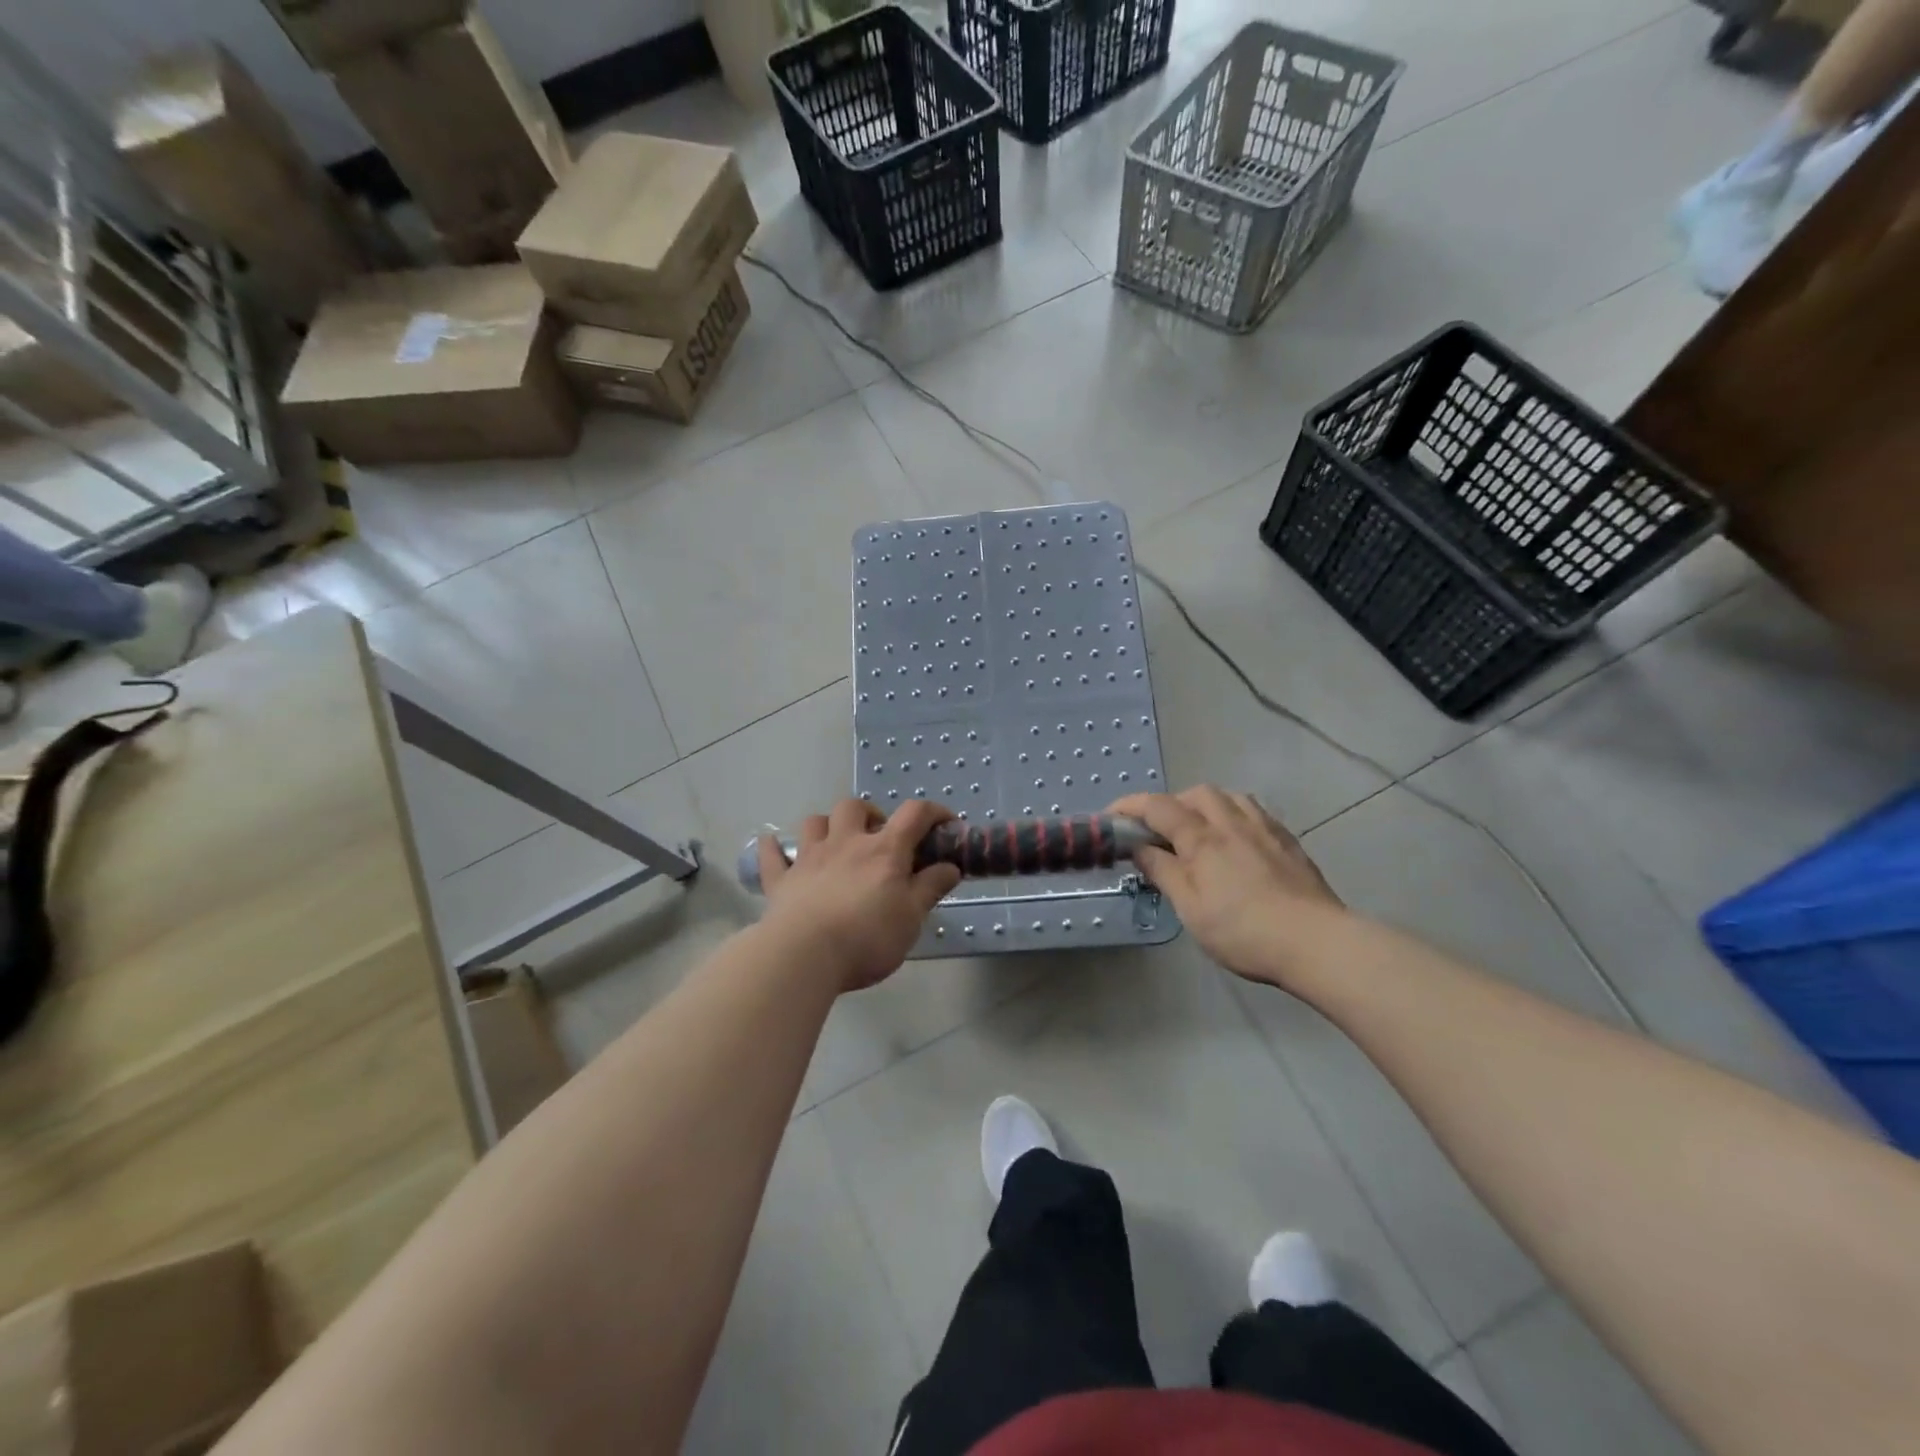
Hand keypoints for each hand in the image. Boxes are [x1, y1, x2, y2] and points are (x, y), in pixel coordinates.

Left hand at [756, 798, 962, 992]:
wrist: (804, 956)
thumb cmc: (867, 937)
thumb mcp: (912, 918)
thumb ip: (930, 888)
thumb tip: (950, 866)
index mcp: (884, 851)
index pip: (914, 815)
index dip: (934, 812)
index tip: (946, 825)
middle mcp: (845, 843)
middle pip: (854, 807)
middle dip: (870, 813)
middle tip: (879, 838)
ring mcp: (809, 859)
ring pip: (814, 822)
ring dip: (827, 826)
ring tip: (836, 843)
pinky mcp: (781, 881)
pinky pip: (772, 856)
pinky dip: (773, 849)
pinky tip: (773, 846)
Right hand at [1109, 786, 1345, 986]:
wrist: (1316, 941)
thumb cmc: (1243, 930)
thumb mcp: (1190, 908)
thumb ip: (1163, 872)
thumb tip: (1138, 847)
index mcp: (1202, 838)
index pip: (1157, 807)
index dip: (1130, 807)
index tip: (1111, 817)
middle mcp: (1232, 822)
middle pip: (1196, 794)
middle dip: (1170, 804)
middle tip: (1159, 831)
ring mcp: (1264, 828)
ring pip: (1229, 797)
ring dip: (1205, 805)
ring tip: (1198, 831)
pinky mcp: (1288, 841)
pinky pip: (1254, 812)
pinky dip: (1233, 815)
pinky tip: (1236, 841)